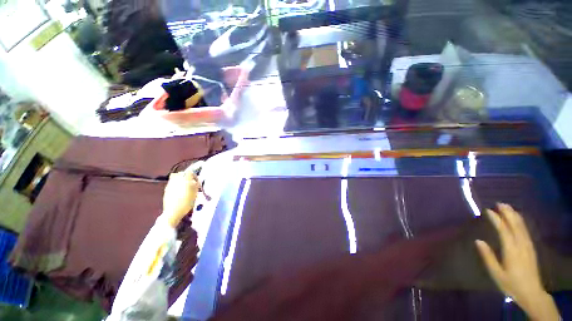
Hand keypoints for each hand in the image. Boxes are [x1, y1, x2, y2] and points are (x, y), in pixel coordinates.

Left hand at [161, 168, 199, 227]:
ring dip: (180, 179)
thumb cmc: (187, 202)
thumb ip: (196, 185)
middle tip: (191, 182)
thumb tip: (196, 180)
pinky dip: (176, 184)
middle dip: (186, 176)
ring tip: (184, 186)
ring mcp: (170, 185)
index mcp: (185, 180)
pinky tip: (179, 191)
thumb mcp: (195, 193)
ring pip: (175, 177)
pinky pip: (172, 183)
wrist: (173, 212)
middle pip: (181, 173)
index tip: (197, 181)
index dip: (194, 175)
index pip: (190, 172)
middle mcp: (176, 180)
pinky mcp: (166, 190)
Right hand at [476, 203, 558, 320]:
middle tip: (499, 203)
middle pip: (515, 225)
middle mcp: (521, 245)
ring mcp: (528, 246)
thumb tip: (478, 241)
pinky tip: (518, 219)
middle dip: (508, 213)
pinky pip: (526, 231)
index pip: (504, 230)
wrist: (531, 293)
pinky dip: (521, 222)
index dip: (496, 219)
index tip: (488, 210)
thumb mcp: (496, 273)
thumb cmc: (511, 283)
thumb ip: (488, 257)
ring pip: (522, 227)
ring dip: (515, 215)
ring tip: (508, 207)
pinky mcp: (531, 248)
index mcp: (512, 250)